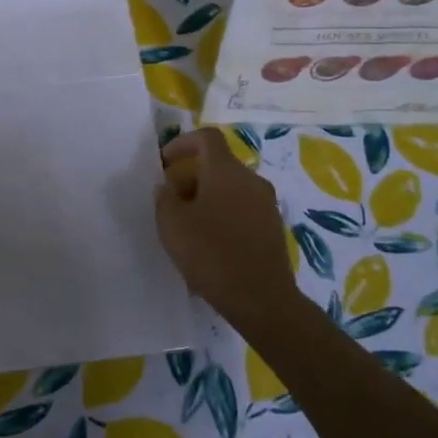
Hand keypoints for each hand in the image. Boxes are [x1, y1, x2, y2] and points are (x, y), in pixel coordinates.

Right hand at [154, 128, 299, 333]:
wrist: (262, 300)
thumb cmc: (212, 254)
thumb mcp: (172, 224)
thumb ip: (164, 198)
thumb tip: (168, 187)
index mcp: (226, 171)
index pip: (207, 137)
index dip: (183, 143)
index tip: (164, 164)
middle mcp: (251, 180)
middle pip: (218, 164)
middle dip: (190, 177)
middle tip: (170, 202)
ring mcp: (266, 204)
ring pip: (230, 188)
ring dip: (206, 198)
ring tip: (187, 226)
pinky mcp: (273, 228)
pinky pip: (242, 209)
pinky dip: (223, 215)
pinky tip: (210, 245)